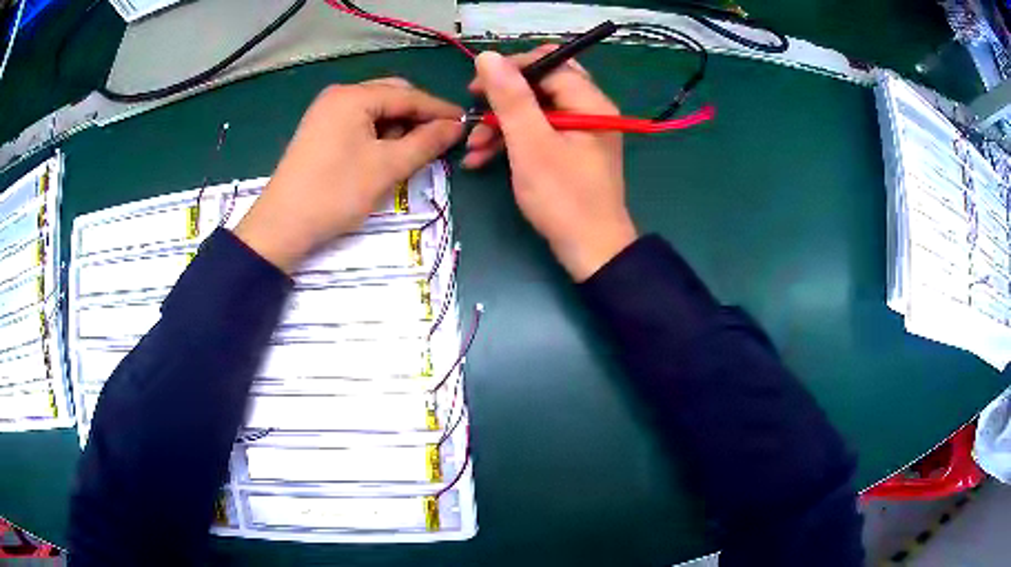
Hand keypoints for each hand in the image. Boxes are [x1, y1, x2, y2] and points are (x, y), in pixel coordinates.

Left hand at [235, 78, 462, 272]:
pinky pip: (359, 123)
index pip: (409, 95)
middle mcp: (339, 95)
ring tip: (410, 153)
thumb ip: (426, 142)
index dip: (440, 109)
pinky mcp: (319, 131)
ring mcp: (326, 112)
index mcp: (354, 96)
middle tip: (439, 141)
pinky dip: (378, 134)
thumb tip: (456, 126)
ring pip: (375, 110)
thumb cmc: (336, 193)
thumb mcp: (387, 168)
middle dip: (417, 116)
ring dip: (397, 127)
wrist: (281, 226)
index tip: (467, 124)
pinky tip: (384, 154)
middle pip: (391, 96)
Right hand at [464, 48, 636, 281]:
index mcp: (590, 103)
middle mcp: (589, 110)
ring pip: (535, 111)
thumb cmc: (563, 198)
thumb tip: (488, 56)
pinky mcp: (570, 151)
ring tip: (471, 147)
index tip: (476, 86)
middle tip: (474, 111)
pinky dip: (512, 142)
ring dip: (501, 125)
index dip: (510, 70)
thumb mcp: (530, 144)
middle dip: (503, 99)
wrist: (590, 251)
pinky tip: (481, 159)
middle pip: (541, 86)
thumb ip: (510, 98)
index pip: (549, 65)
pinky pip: (538, 133)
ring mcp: (580, 132)